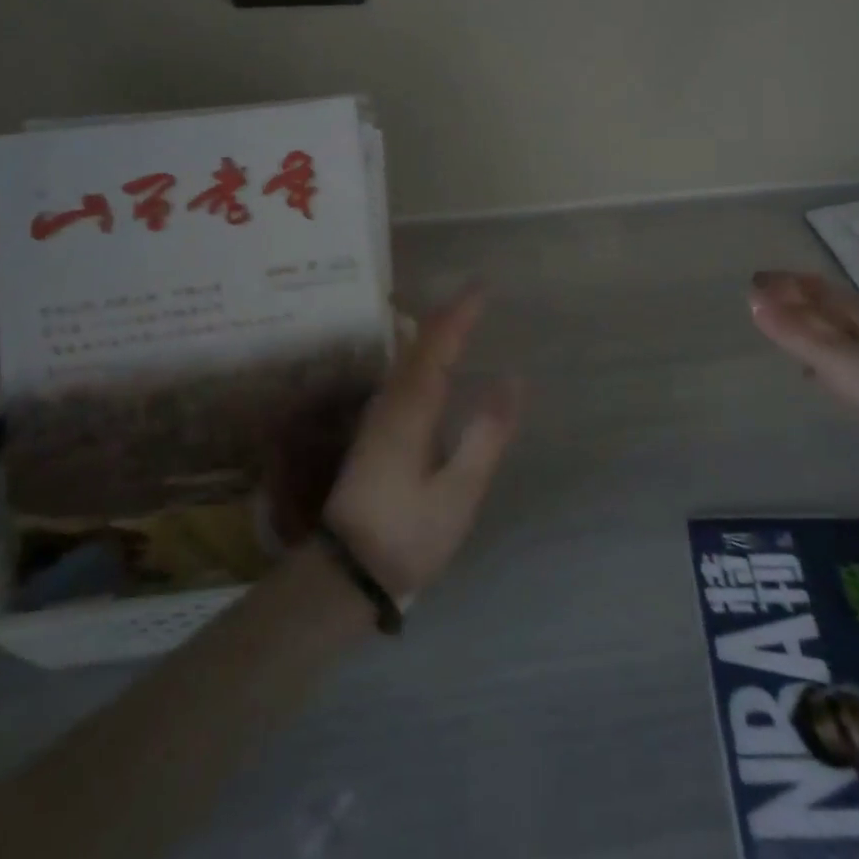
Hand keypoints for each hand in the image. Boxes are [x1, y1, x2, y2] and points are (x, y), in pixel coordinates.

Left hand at [324, 287, 524, 597]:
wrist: (348, 572)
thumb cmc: (409, 533)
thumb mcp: (458, 492)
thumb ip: (485, 436)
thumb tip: (511, 380)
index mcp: (410, 411)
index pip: (436, 346)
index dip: (459, 314)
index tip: (482, 286)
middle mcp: (390, 404)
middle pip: (417, 345)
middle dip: (446, 315)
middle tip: (476, 294)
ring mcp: (378, 418)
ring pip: (406, 360)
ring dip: (432, 332)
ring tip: (459, 315)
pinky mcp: (377, 434)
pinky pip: (403, 376)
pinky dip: (422, 355)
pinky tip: (430, 360)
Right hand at [747, 270, 858, 475]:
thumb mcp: (834, 357)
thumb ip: (792, 331)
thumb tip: (751, 297)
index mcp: (855, 312)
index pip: (813, 285)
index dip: (783, 281)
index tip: (752, 281)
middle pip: (823, 305)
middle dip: (793, 300)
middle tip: (759, 301)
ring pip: (831, 331)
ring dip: (805, 326)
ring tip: (777, 328)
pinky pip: (838, 359)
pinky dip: (818, 356)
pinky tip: (810, 371)